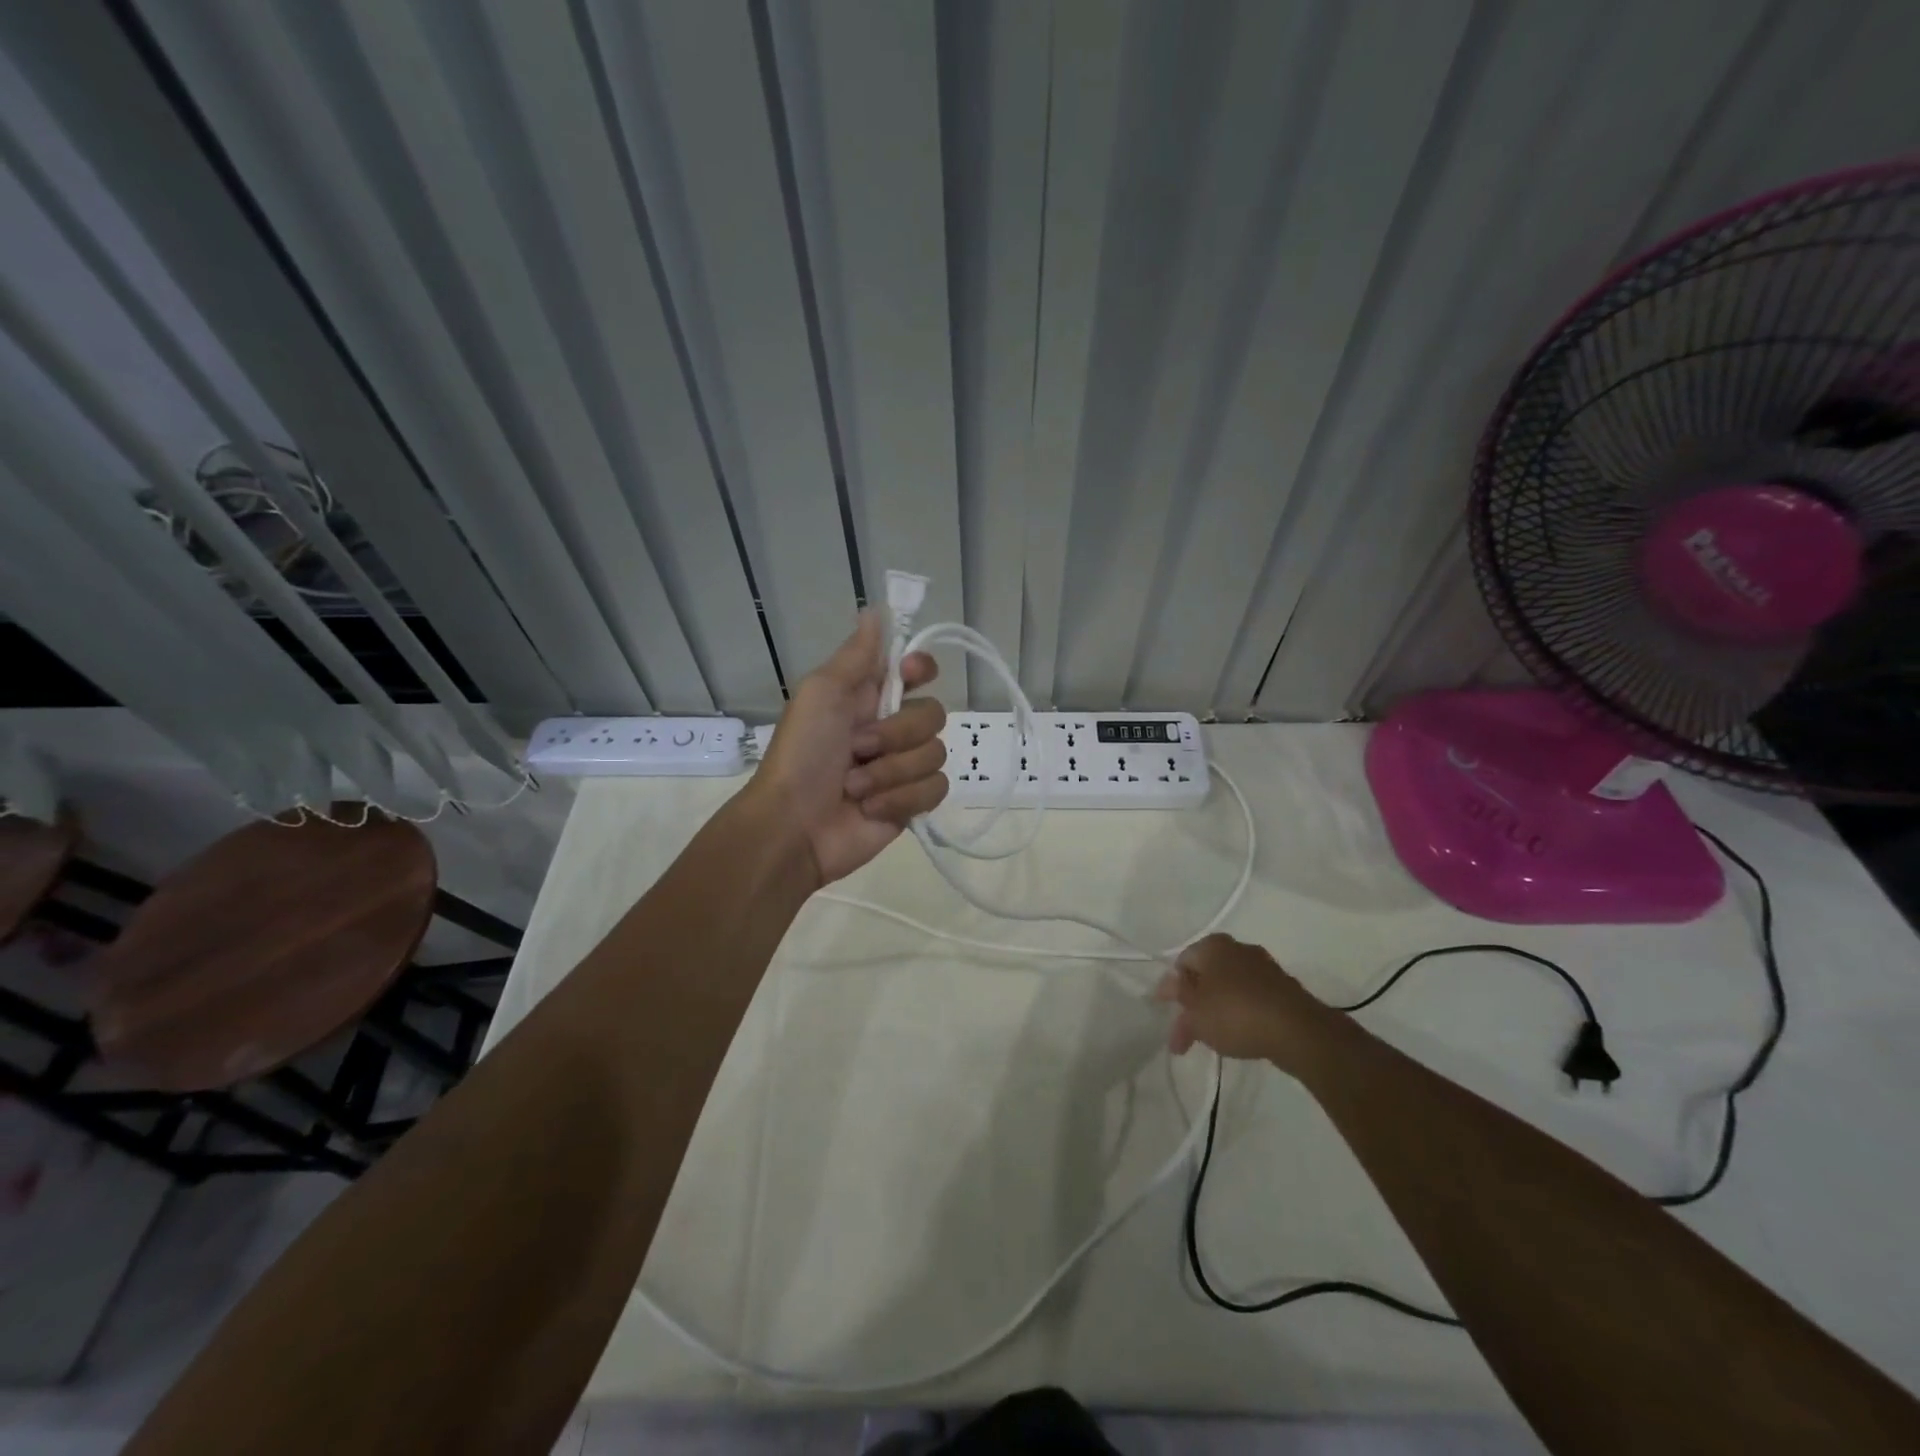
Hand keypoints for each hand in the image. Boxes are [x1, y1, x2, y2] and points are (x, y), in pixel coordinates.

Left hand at [750, 610, 947, 886]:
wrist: (794, 826)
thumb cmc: (802, 753)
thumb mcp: (822, 693)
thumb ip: (856, 655)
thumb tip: (876, 609)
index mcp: (869, 697)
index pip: (916, 671)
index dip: (920, 668)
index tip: (908, 674)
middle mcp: (891, 728)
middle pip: (934, 714)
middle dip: (896, 734)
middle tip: (858, 747)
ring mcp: (903, 768)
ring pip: (936, 754)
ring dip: (891, 772)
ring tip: (855, 786)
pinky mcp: (912, 804)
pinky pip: (935, 790)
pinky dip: (901, 799)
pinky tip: (871, 808)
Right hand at [1152, 934, 1337, 1067]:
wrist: (1297, 1030)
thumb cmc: (1235, 1014)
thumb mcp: (1195, 1012)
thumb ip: (1178, 999)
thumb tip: (1166, 987)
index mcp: (1213, 945)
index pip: (1182, 962)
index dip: (1172, 989)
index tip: (1168, 1014)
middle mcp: (1238, 948)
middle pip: (1207, 975)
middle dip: (1195, 1004)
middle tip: (1188, 1033)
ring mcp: (1264, 967)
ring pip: (1230, 988)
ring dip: (1217, 1010)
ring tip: (1212, 1040)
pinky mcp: (1283, 988)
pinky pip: (1252, 998)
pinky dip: (1241, 1013)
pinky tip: (1239, 1035)